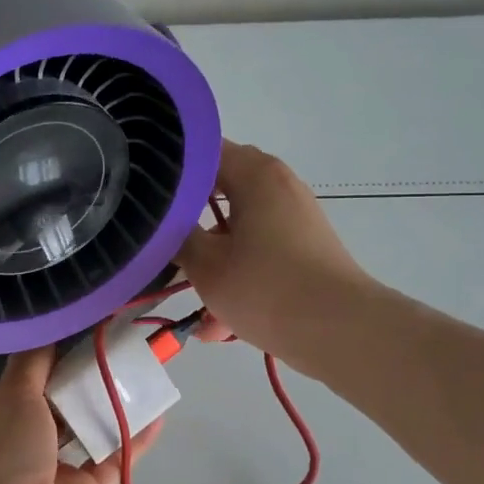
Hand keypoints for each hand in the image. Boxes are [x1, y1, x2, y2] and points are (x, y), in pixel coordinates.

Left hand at [0, 347, 162, 483]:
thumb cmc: (0, 455)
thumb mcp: (9, 394)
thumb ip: (31, 361)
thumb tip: (43, 331)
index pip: (4, 383)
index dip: (32, 359)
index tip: (62, 333)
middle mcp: (9, 445)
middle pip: (46, 404)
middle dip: (74, 378)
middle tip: (105, 345)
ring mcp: (46, 471)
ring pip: (79, 430)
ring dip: (104, 404)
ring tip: (135, 371)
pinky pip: (109, 459)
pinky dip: (130, 439)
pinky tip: (155, 413)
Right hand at [177, 140, 374, 353]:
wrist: (341, 332)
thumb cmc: (266, 287)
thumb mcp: (205, 264)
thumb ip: (176, 236)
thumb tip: (162, 222)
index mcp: (254, 174)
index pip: (201, 151)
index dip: (168, 170)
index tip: (141, 194)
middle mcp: (277, 185)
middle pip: (218, 189)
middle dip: (187, 218)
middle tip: (159, 240)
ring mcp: (294, 218)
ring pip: (237, 229)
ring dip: (211, 259)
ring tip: (190, 299)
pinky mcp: (304, 249)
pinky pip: (259, 253)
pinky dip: (237, 277)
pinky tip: (217, 324)